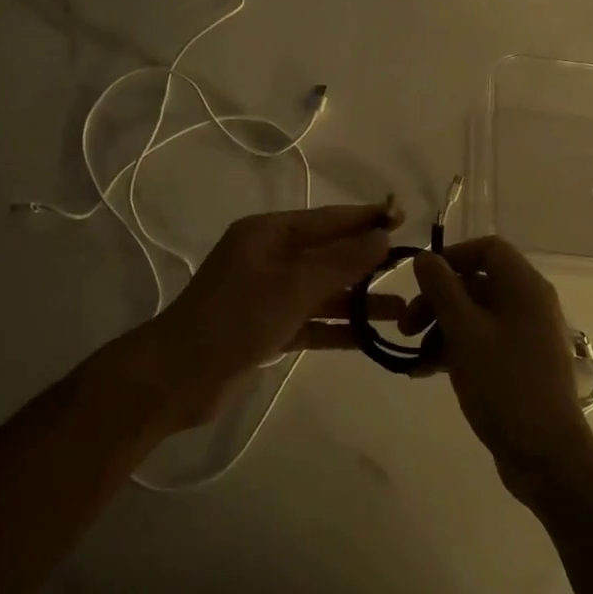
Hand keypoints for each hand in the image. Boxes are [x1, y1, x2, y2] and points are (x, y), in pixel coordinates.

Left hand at [139, 204, 396, 428]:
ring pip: (322, 290)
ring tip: (403, 309)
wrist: (179, 376)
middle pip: (327, 253)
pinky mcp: (266, 328)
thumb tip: (383, 234)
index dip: (367, 218)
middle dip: (367, 261)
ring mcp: (267, 294)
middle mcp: (268, 257)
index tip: (406, 217)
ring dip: (358, 300)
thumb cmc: (237, 317)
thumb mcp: (294, 284)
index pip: (328, 219)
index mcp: (268, 233)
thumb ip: (341, 260)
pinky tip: (370, 337)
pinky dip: (337, 328)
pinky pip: (310, 321)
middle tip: (413, 266)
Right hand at [407, 238, 592, 489]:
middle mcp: (529, 304)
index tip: (421, 281)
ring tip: (413, 355)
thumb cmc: (504, 383)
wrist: (545, 455)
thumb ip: (441, 288)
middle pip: (476, 283)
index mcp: (524, 287)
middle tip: (405, 326)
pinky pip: (482, 341)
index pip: (488, 248)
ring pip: (475, 314)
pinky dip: (454, 349)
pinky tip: (425, 371)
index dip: (452, 257)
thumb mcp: (464, 331)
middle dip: (436, 300)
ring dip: (440, 328)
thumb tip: (425, 257)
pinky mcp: (520, 364)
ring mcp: (526, 336)